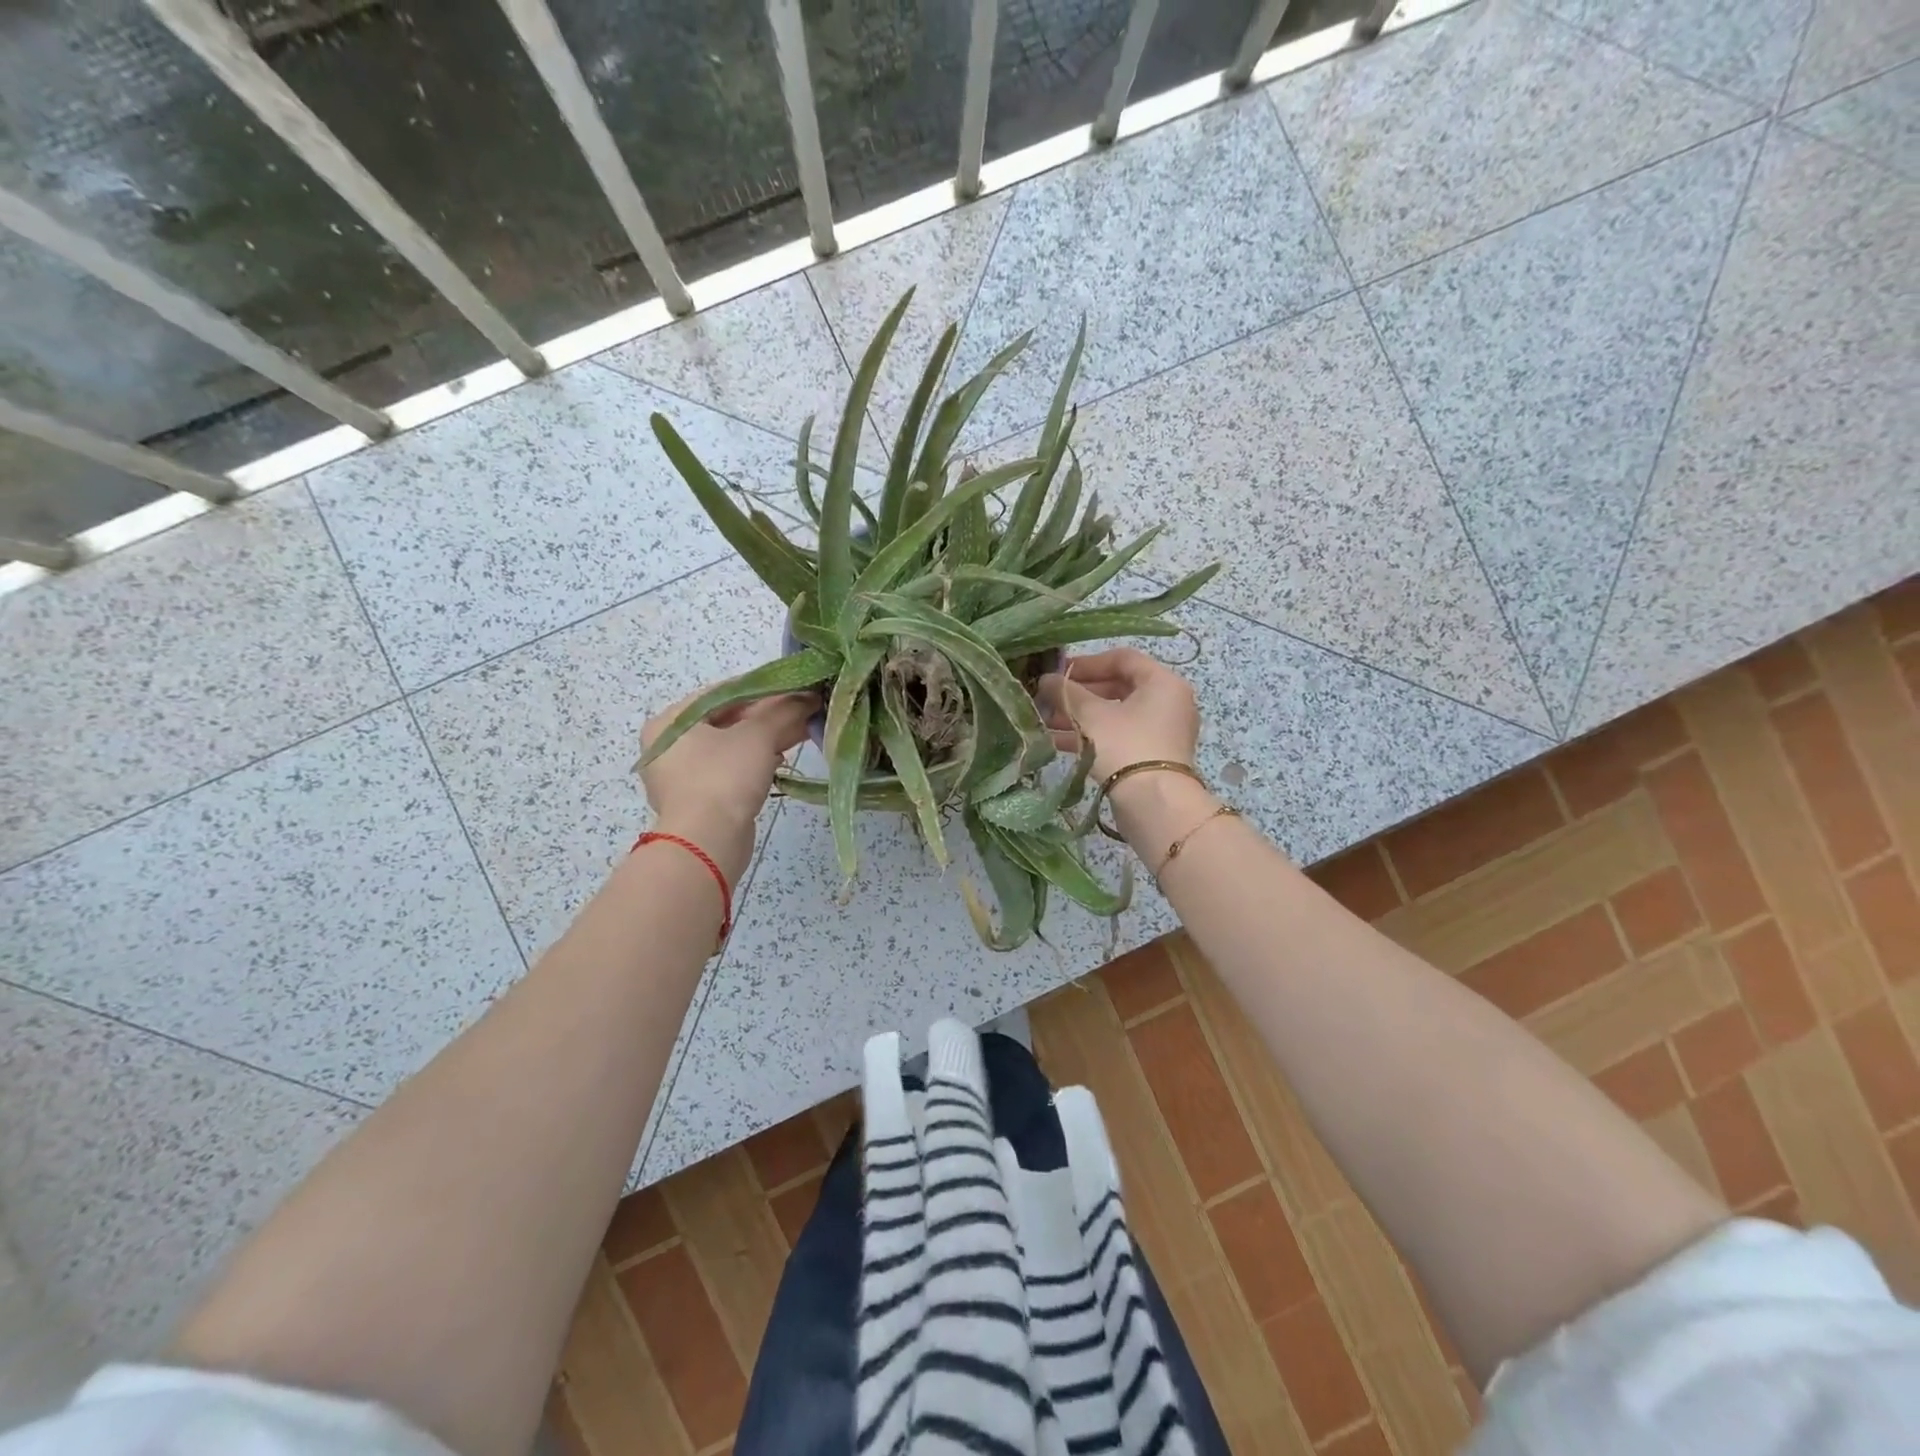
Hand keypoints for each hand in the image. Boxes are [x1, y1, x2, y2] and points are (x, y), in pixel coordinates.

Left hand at [638, 690, 816, 884]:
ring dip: (764, 739)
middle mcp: (668, 746)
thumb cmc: (724, 778)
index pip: (722, 693)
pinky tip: (780, 761)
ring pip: (730, 747)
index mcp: (671, 721)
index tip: (793, 688)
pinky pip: (728, 771)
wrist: (708, 842)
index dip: (762, 688)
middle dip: (767, 716)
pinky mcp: (697, 800)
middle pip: (726, 720)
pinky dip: (753, 763)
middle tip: (801, 711)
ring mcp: (680, 776)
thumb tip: (808, 696)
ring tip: (798, 733)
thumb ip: (784, 711)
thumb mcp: (758, 736)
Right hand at [1039, 648, 1215, 861]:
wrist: (1154, 804)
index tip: (1059, 673)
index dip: (1087, 663)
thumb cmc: (1125, 746)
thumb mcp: (1091, 714)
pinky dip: (1092, 735)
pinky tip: (1058, 742)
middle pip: (1118, 687)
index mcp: (1162, 683)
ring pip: (1115, 715)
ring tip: (1046, 721)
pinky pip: (1119, 737)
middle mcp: (1168, 703)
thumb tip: (1045, 679)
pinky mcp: (1152, 757)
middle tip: (1049, 699)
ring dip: (1080, 716)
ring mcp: (1162, 732)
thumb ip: (1066, 692)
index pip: (1122, 659)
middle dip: (1079, 694)